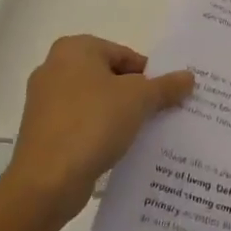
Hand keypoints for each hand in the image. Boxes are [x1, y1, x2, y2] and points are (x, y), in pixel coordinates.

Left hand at [4, 35, 194, 222]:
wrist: (46, 182)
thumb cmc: (93, 123)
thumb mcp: (139, 99)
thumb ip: (166, 86)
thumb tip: (189, 77)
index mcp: (75, 49)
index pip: (125, 55)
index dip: (150, 75)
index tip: (167, 97)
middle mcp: (54, 67)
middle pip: (109, 76)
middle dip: (135, 95)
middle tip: (159, 114)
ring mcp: (44, 101)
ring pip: (95, 101)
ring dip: (118, 115)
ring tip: (142, 134)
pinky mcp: (41, 131)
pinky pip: (80, 123)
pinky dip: (99, 132)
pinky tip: (117, 149)